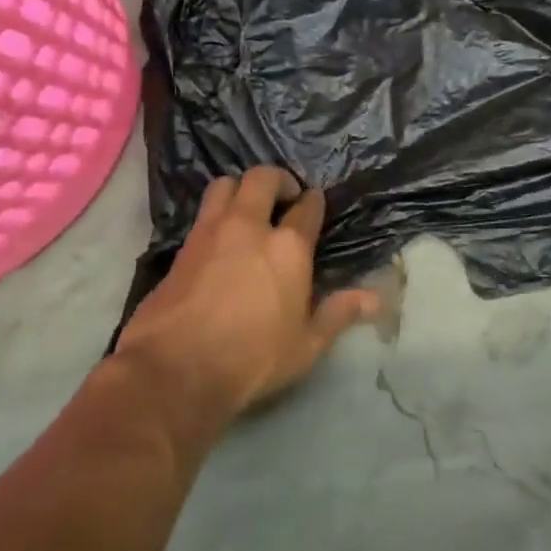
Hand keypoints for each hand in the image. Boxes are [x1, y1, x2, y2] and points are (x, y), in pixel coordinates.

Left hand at [117, 167, 378, 425]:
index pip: (307, 207)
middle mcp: (250, 227)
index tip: (314, 203)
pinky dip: (215, 214)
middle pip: (262, 178)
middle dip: (277, 179)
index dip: (313, 201)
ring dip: (240, 188)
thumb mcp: (306, 345)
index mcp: (289, 247)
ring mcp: (210, 233)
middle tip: (284, 197)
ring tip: (248, 208)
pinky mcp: (181, 248)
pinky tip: (221, 237)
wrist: (175, 371)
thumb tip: (376, 299)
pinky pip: (202, 213)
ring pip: (225, 184)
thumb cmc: (252, 360)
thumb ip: (339, 313)